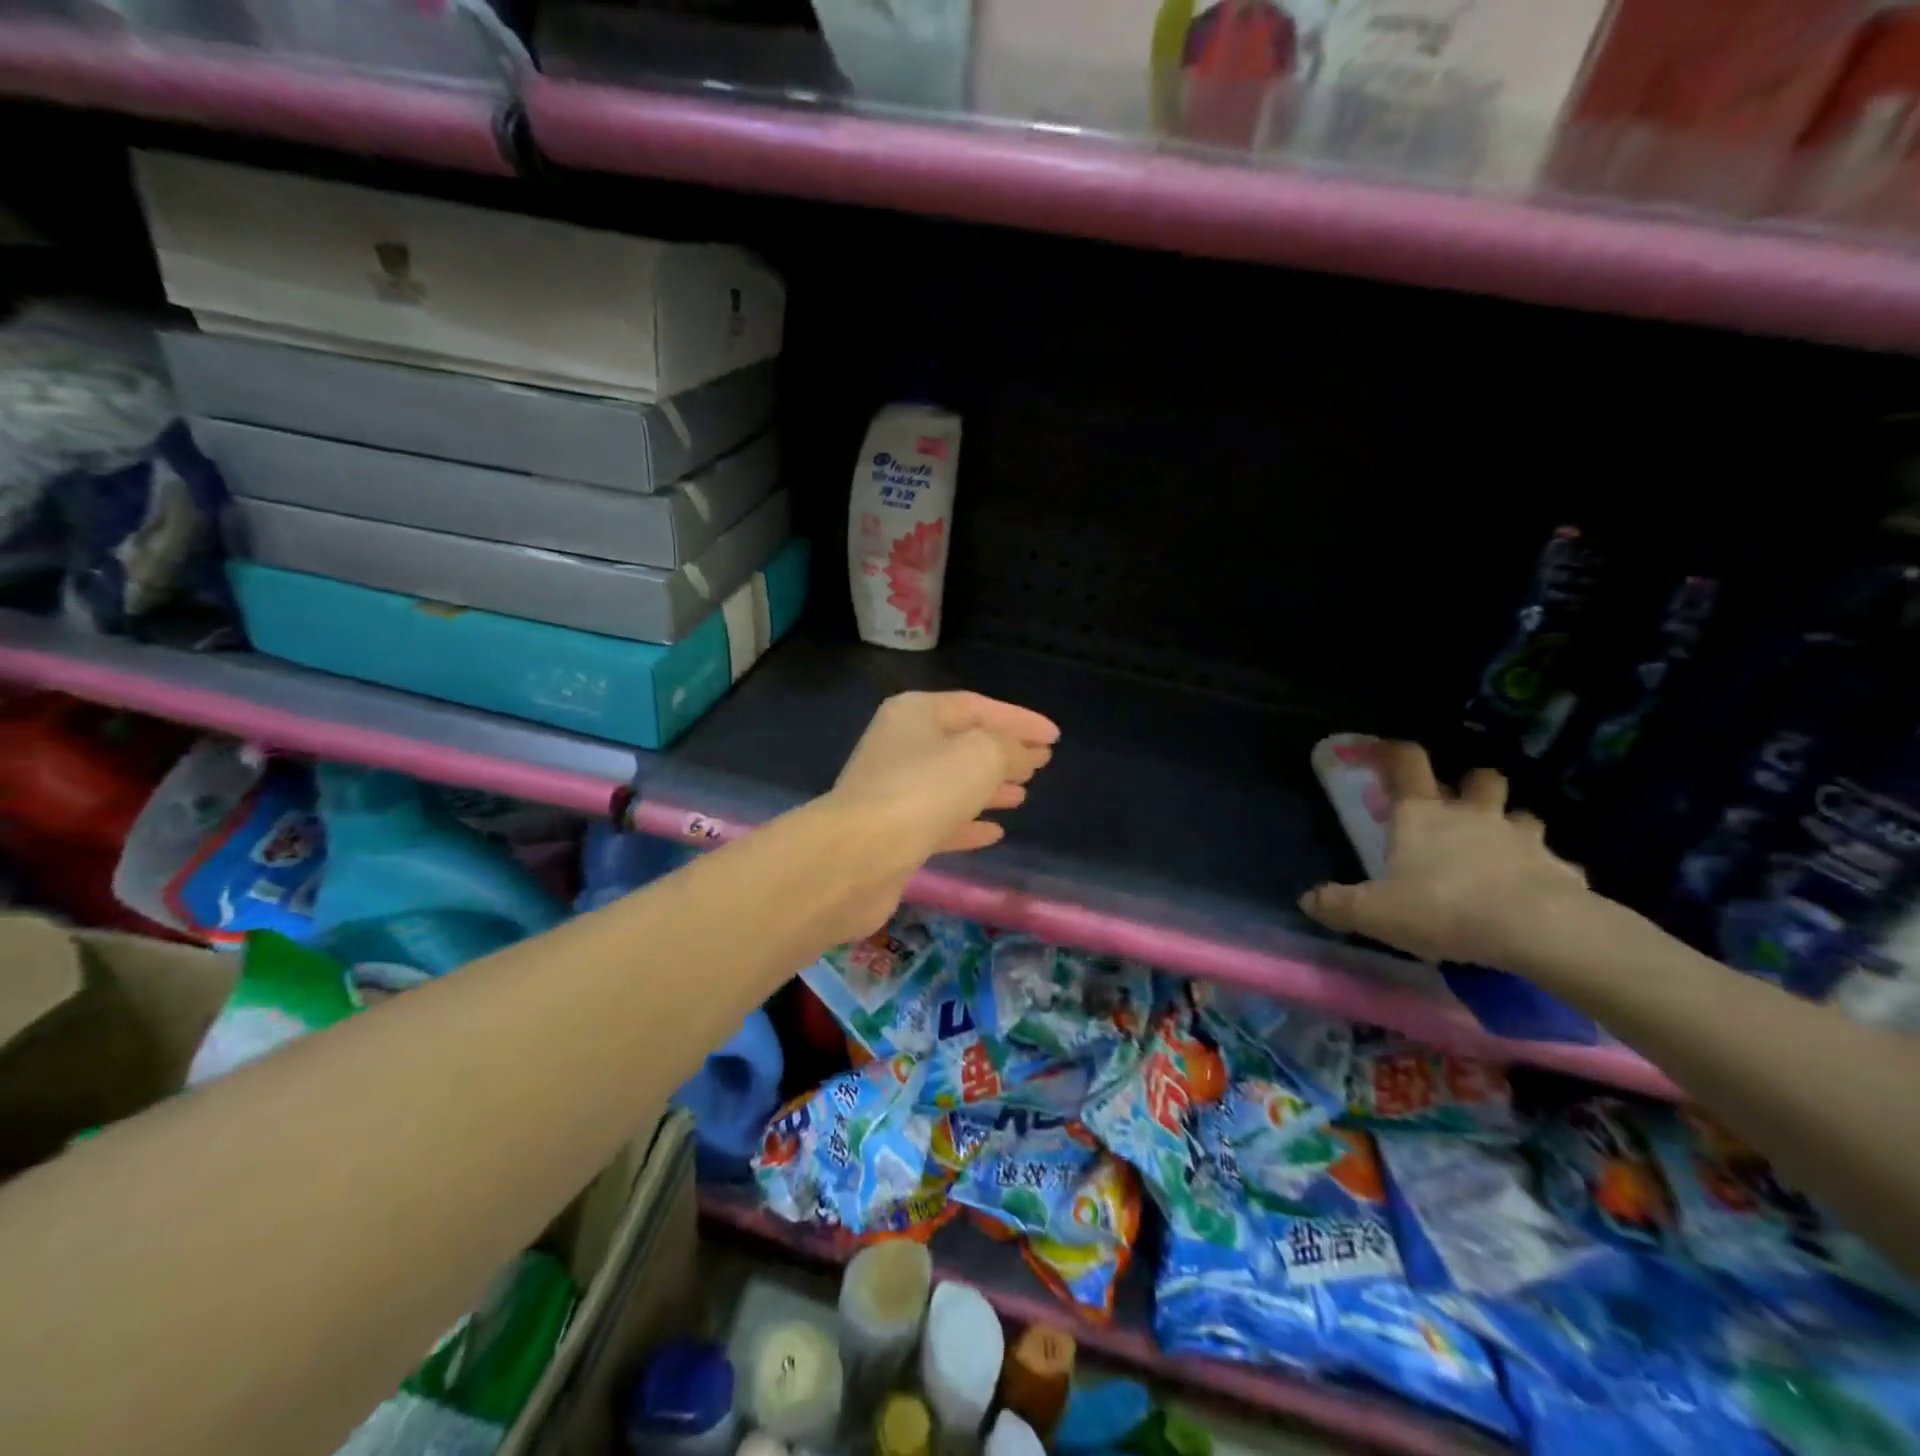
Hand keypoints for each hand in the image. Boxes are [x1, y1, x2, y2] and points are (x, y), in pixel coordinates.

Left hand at [822, 691, 1058, 933]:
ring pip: (952, 782)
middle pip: (962, 742)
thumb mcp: (981, 755)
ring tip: (1025, 793)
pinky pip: (940, 820)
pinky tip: (995, 832)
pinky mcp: (893, 832)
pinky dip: (968, 823)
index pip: (977, 706)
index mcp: (916, 713)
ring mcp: (894, 790)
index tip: (1054, 738)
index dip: (1019, 719)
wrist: (859, 856)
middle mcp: (901, 745)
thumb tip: (1023, 753)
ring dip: (989, 787)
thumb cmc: (924, 790)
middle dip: (1004, 751)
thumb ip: (1010, 747)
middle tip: (1041, 763)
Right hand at [1300, 742, 1590, 967]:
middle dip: (1471, 784)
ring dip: (1511, 824)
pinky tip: (1537, 891)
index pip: (1409, 764)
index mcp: (1422, 815)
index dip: (1396, 752)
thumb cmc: (1443, 908)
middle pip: (1479, 779)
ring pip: (1523, 815)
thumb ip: (1338, 904)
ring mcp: (1523, 839)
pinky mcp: (1562, 869)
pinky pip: (1554, 863)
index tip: (1387, 750)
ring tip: (1501, 848)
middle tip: (1460, 804)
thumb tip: (1307, 901)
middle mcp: (1473, 816)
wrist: (1538, 929)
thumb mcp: (1374, 912)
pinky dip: (1544, 871)